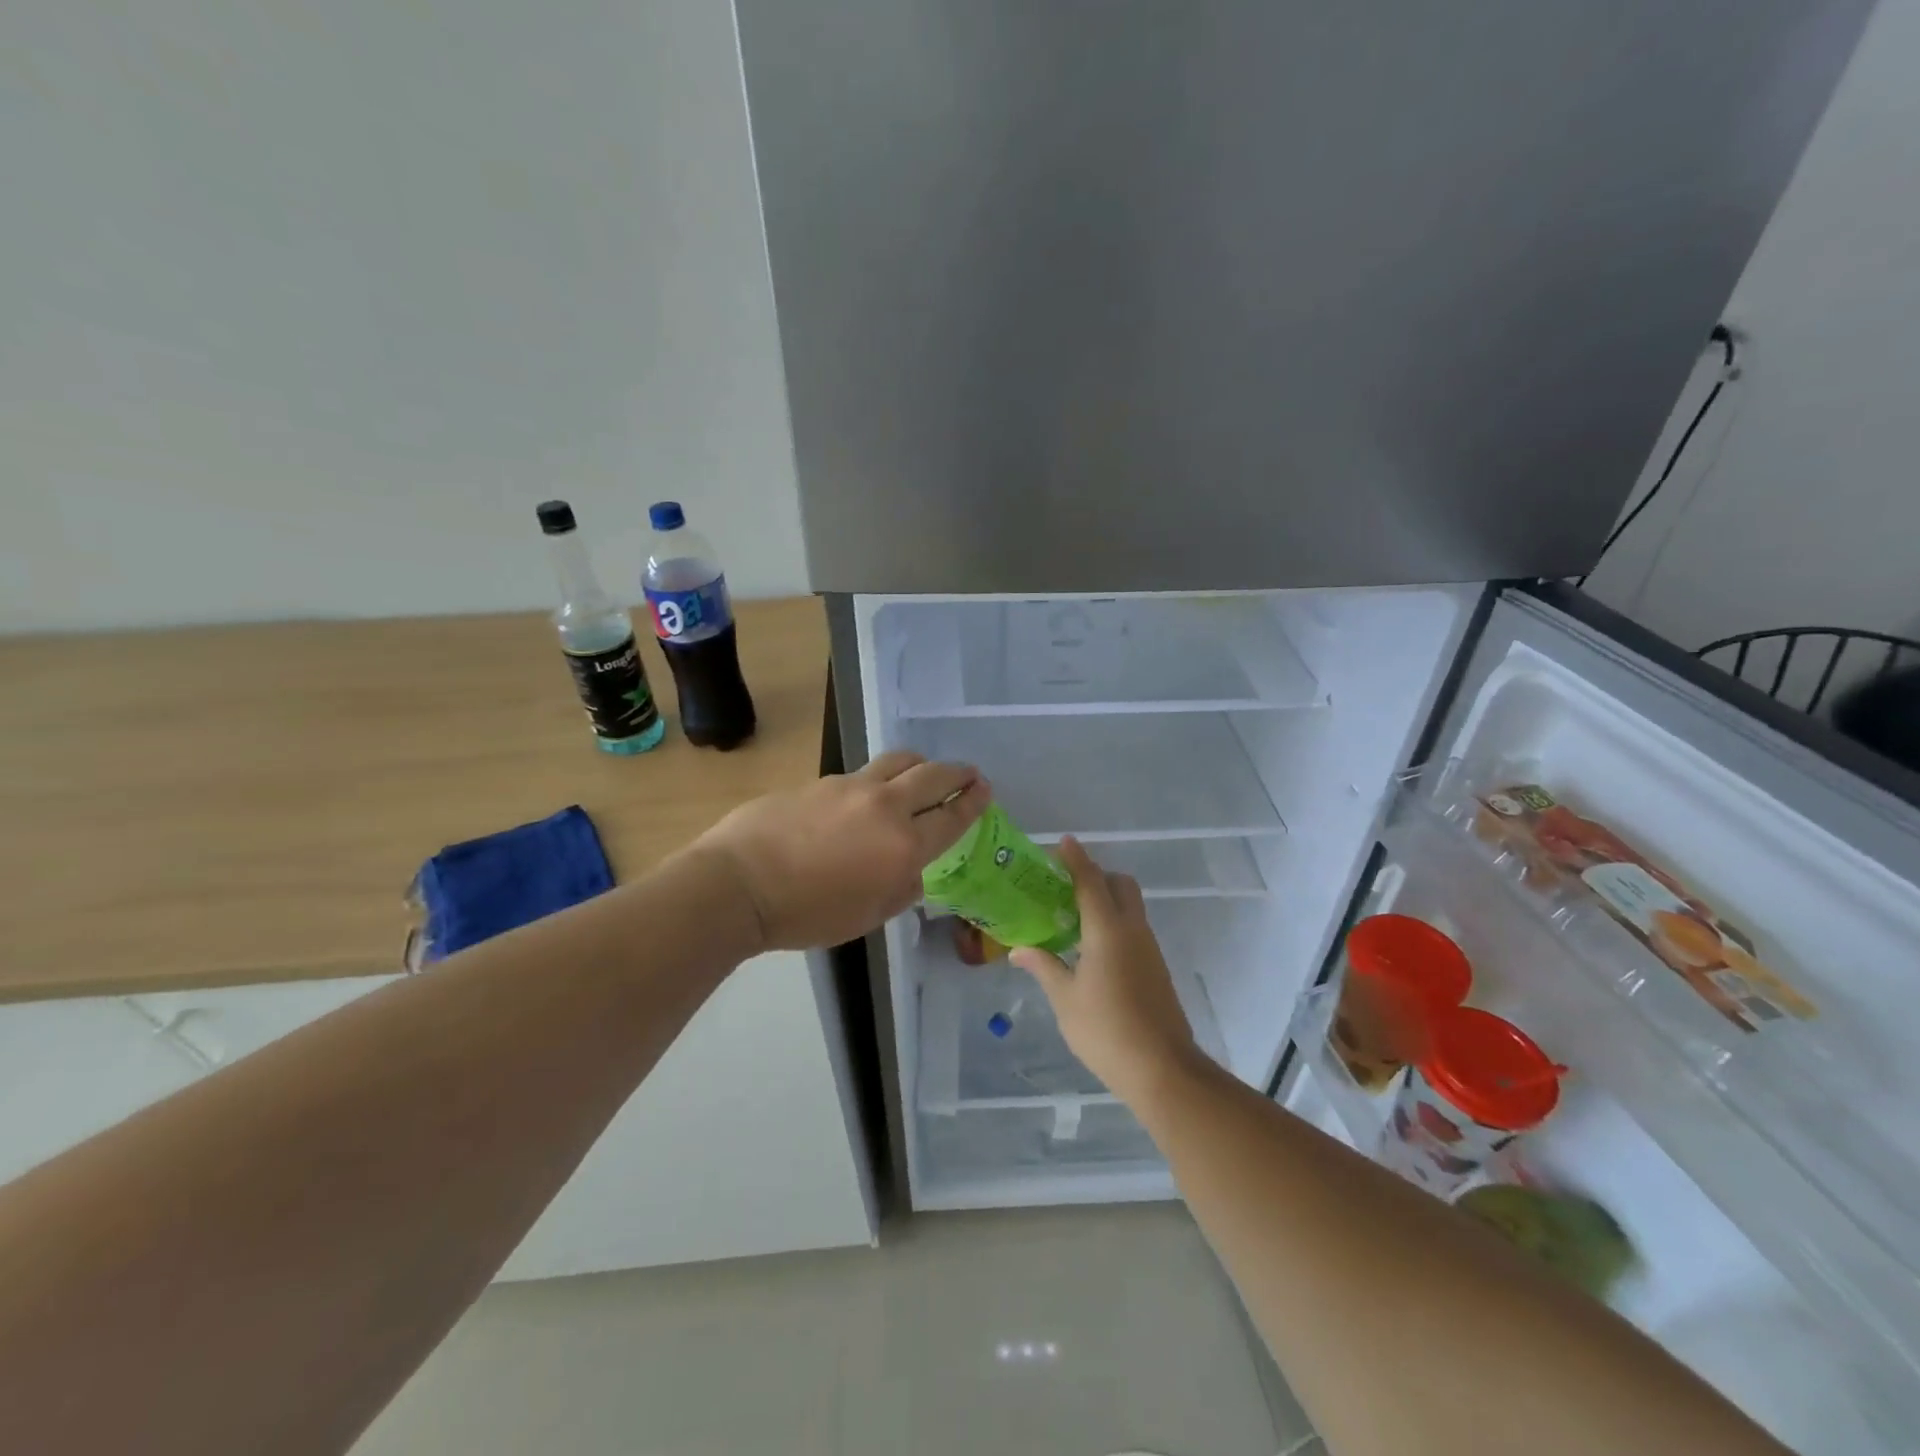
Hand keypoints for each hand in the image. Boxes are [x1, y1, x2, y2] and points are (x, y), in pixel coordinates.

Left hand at [689, 750, 989, 952]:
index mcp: (904, 846)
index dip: (973, 802)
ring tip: (923, 774)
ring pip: (899, 761)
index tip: (984, 790)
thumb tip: (912, 870)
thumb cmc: (807, 914)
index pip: (952, 816)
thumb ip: (901, 888)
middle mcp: (885, 807)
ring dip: (920, 765)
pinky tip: (868, 797)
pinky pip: (863, 773)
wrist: (741, 884)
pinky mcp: (822, 781)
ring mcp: (851, 787)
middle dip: (957, 773)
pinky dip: (880, 779)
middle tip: (969, 775)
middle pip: (933, 776)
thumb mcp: (868, 915)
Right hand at [1011, 837, 1199, 1103]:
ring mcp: (1149, 949)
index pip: (1091, 881)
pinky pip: (1134, 928)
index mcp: (1107, 930)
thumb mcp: (1065, 999)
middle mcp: (1133, 930)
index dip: (1077, 859)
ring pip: (1130, 906)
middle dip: (1096, 876)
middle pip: (1120, 885)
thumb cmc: (1107, 1031)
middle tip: (1065, 888)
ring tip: (1071, 917)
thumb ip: (1043, 966)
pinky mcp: (1156, 967)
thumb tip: (1018, 949)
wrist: (1163, 1069)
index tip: (1063, 842)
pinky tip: (1092, 948)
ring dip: (1106, 900)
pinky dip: (1114, 922)